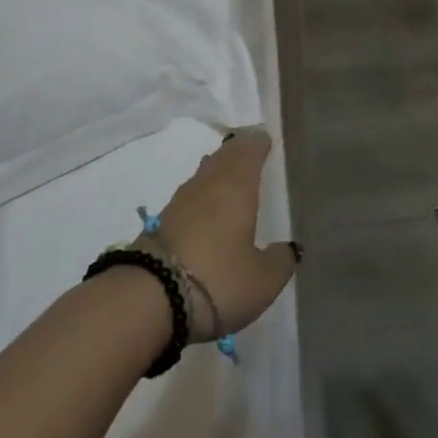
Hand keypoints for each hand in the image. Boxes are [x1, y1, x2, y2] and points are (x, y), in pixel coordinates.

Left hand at [150, 127, 299, 339]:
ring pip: (205, 173)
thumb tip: (289, 248)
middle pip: (225, 155)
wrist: (149, 298)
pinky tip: (207, 208)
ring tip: (231, 177)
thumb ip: (280, 261)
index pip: (249, 149)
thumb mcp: (262, 280)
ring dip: (219, 169)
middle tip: (252, 151)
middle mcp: (208, 183)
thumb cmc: (218, 280)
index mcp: (237, 185)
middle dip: (239, 151)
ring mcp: (181, 200)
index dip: (259, 142)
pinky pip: (191, 195)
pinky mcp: (162, 221)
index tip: (267, 139)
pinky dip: (203, 194)